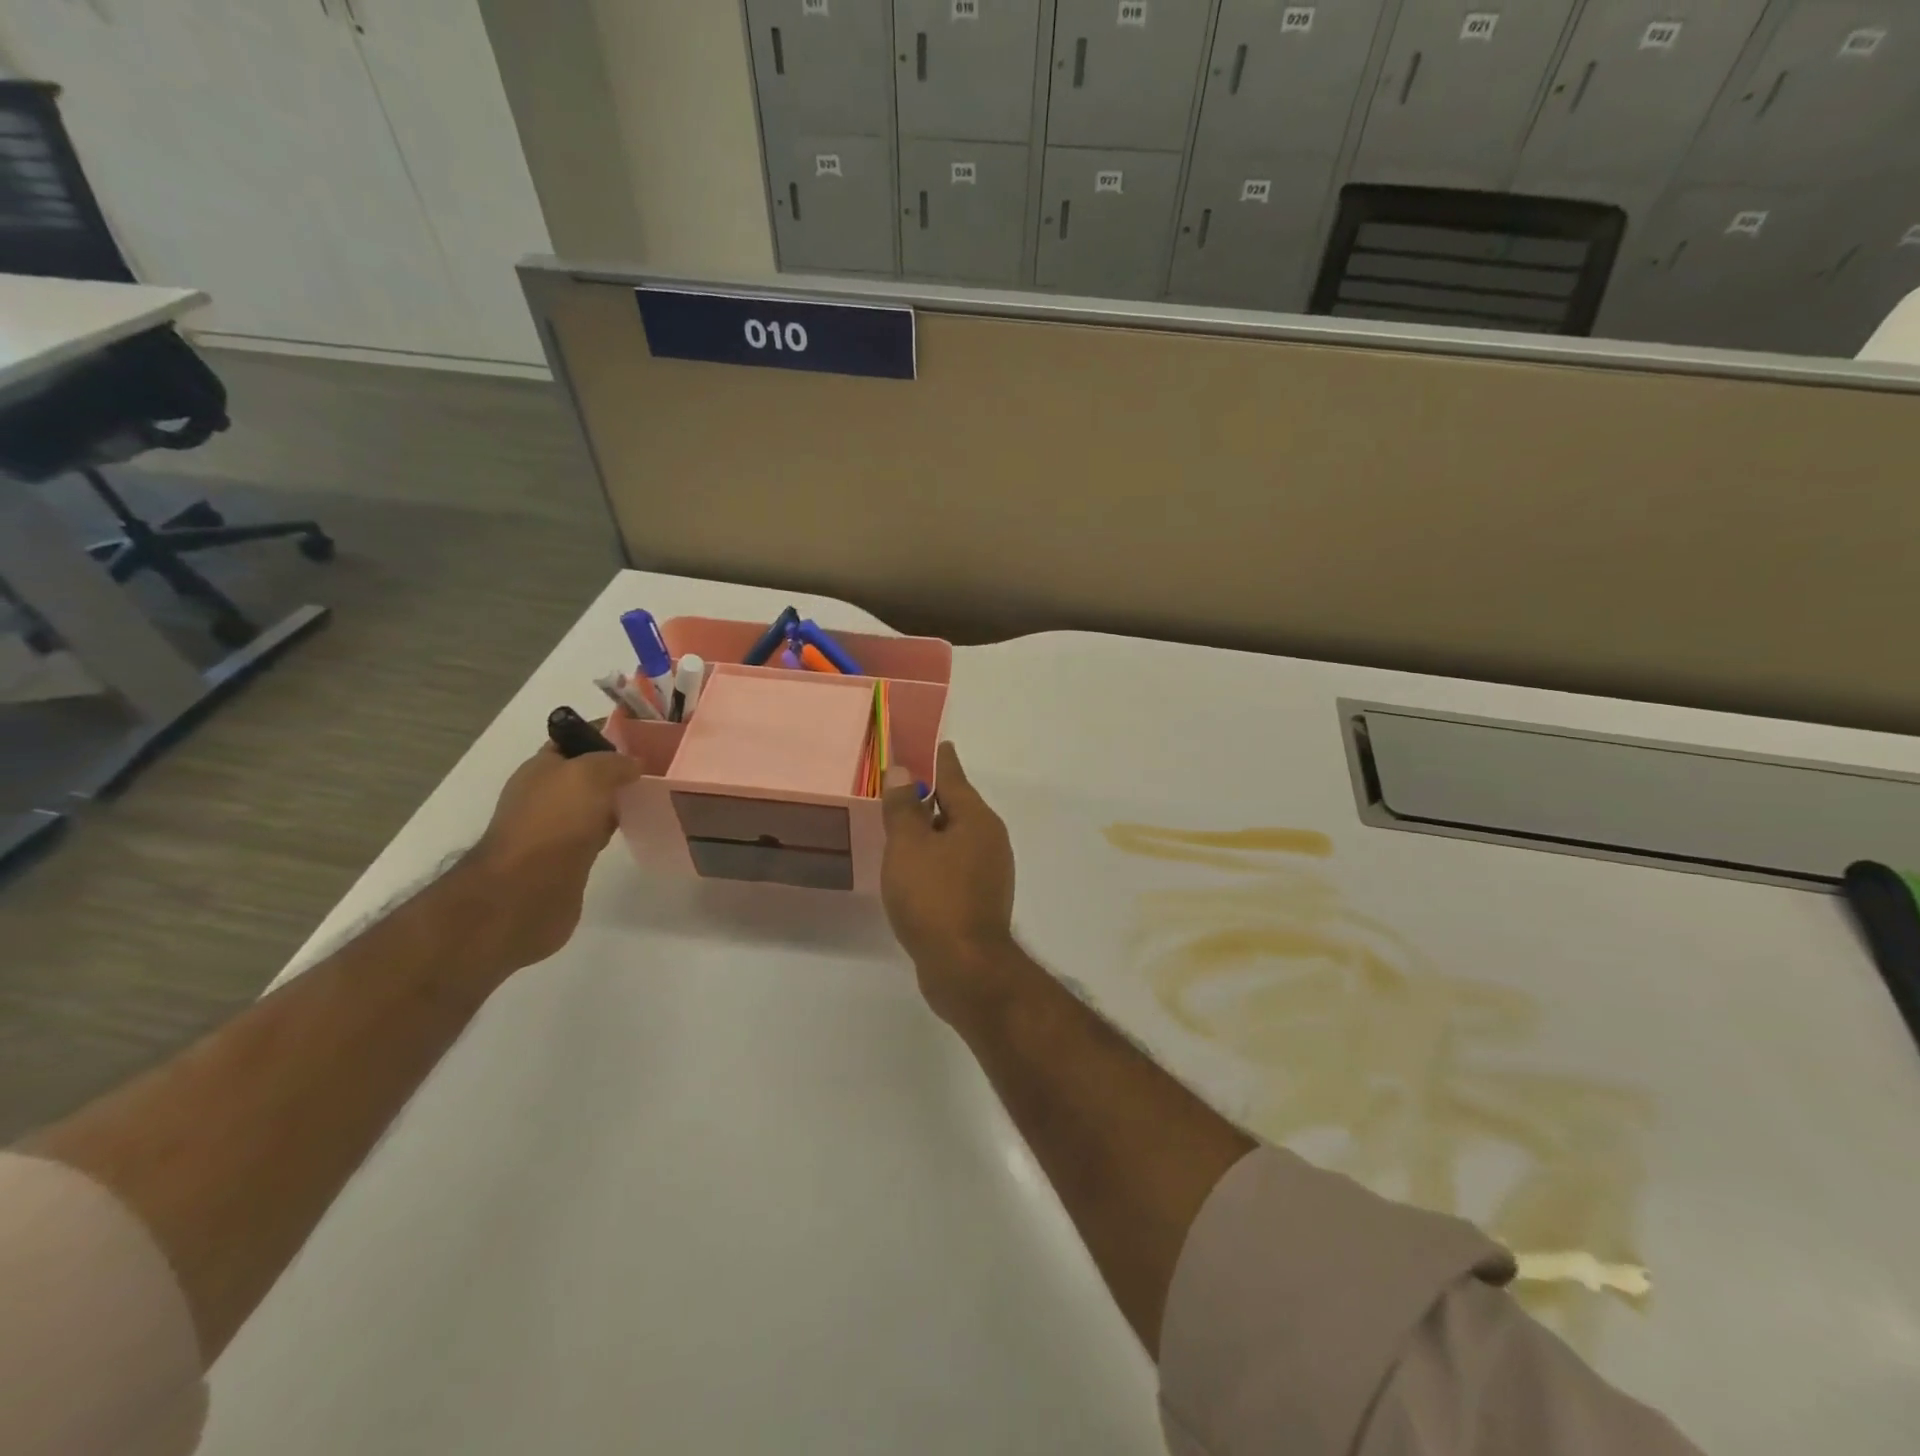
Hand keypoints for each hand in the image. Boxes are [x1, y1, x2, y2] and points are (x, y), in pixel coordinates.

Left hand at [463, 735, 645, 969]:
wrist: (527, 890)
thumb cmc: (555, 822)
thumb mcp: (589, 774)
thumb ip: (615, 761)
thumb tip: (634, 765)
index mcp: (540, 767)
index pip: (574, 738)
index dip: (605, 733)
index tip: (644, 735)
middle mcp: (543, 794)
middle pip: (586, 772)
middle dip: (616, 768)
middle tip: (656, 767)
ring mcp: (553, 827)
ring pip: (593, 803)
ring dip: (617, 800)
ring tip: (652, 796)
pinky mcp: (566, 857)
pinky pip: (595, 832)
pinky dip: (613, 828)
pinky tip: (633, 829)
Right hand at [881, 742, 1016, 1024]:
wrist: (965, 967)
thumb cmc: (934, 897)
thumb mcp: (908, 846)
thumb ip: (903, 806)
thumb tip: (903, 770)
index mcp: (977, 819)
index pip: (954, 778)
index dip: (941, 760)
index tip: (939, 744)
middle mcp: (991, 839)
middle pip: (958, 808)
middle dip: (933, 797)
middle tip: (905, 787)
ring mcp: (991, 871)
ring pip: (956, 838)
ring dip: (933, 831)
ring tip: (904, 827)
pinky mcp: (982, 899)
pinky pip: (956, 865)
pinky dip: (936, 859)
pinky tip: (916, 870)